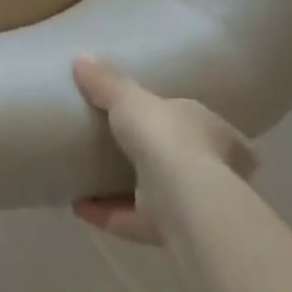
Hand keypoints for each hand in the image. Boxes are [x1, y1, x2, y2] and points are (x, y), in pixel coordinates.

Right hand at [71, 55, 255, 243]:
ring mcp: (193, 204)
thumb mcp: (129, 97)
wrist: (183, 198)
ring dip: (124, 190)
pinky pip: (133, 220)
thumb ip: (106, 82)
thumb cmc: (166, 135)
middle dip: (152, 156)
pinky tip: (79, 206)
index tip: (151, 116)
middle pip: (181, 159)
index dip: (177, 117)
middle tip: (117, 145)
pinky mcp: (172, 232)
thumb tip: (81, 59)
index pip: (200, 121)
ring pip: (158, 193)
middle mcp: (213, 168)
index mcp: (213, 130)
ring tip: (88, 178)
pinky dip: (107, 214)